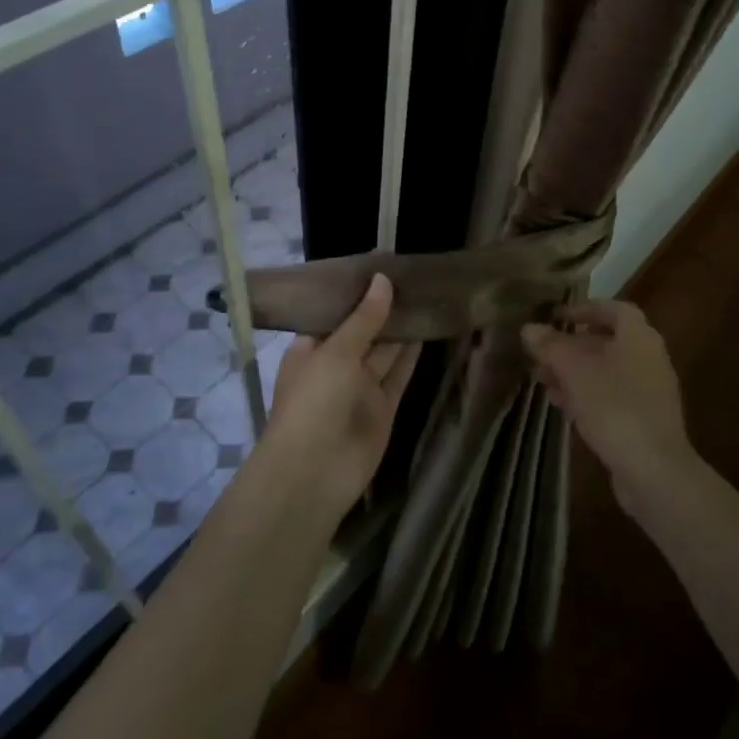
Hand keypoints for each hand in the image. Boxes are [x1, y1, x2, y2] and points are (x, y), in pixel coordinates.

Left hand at [260, 273, 418, 518]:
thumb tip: (383, 278)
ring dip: (402, 328)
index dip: (358, 292)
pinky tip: (428, 328)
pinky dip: (412, 355)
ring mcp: (360, 389)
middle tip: (414, 275)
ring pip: (385, 352)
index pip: (336, 314)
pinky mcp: (383, 408)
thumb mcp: (335, 351)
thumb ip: (364, 317)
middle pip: (364, 331)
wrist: (314, 473)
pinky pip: (399, 375)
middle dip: (384, 308)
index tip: (383, 265)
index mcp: (311, 349)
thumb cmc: (313, 402)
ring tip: (427, 294)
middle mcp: (335, 366)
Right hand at [521, 300, 698, 512]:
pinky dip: (587, 395)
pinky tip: (562, 406)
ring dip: (575, 372)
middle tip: (542, 352)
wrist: (655, 470)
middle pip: (607, 341)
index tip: (556, 317)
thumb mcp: (575, 371)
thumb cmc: (615, 407)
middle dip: (572, 345)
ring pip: (606, 371)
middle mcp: (648, 357)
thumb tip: (529, 328)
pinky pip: (611, 397)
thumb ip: (551, 346)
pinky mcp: (644, 420)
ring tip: (543, 379)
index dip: (584, 309)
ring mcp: (649, 391)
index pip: (613, 308)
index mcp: (639, 336)